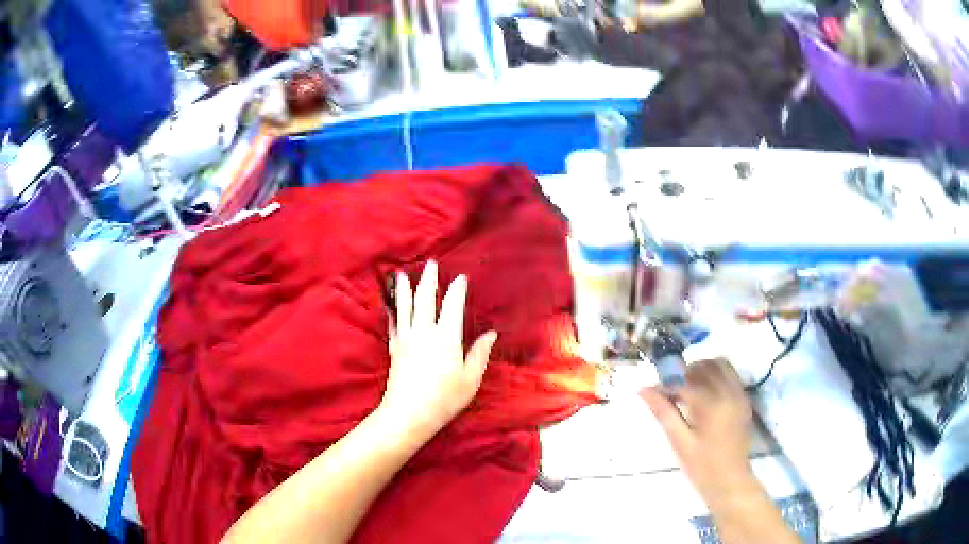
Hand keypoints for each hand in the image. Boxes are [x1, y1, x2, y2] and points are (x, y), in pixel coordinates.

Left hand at [380, 261, 497, 439]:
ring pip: (405, 307)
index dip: (457, 289)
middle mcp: (424, 332)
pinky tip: (390, 305)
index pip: (452, 305)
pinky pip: (392, 324)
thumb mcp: (470, 379)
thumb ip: (479, 354)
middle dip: (429, 279)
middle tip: (431, 264)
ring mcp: (406, 338)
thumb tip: (491, 334)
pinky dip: (392, 311)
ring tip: (402, 274)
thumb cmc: (445, 399)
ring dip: (405, 288)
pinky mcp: (394, 348)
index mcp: (446, 338)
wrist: (409, 414)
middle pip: (425, 299)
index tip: (461, 278)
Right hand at [640, 359, 757, 506]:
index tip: (652, 392)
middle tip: (671, 391)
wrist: (731, 482)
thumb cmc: (702, 467)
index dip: (666, 385)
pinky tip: (705, 396)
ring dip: (703, 370)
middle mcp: (729, 392)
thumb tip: (643, 390)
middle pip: (706, 365)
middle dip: (686, 372)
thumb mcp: (680, 442)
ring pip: (721, 365)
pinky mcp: (744, 400)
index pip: (685, 382)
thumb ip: (664, 412)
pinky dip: (716, 376)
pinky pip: (730, 375)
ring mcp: (740, 394)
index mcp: (712, 404)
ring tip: (688, 391)